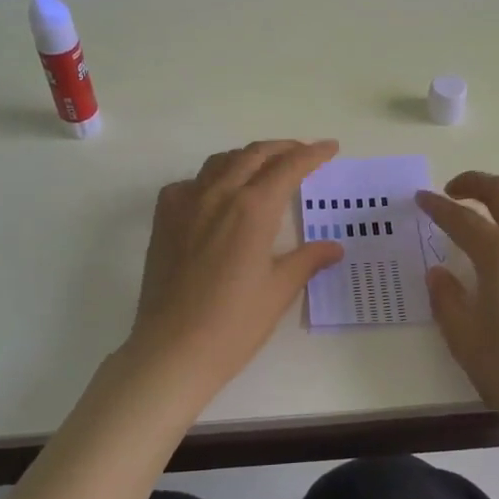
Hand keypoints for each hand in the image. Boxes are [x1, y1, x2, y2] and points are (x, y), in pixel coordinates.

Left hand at [124, 140, 344, 408]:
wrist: (172, 350)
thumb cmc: (234, 324)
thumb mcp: (279, 290)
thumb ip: (307, 260)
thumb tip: (334, 247)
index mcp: (253, 209)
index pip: (289, 167)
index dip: (313, 154)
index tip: (330, 147)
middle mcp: (219, 194)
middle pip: (254, 154)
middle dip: (283, 148)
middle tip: (303, 153)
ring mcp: (186, 204)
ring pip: (221, 162)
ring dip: (248, 157)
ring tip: (264, 167)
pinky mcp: (164, 219)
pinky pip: (190, 183)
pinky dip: (211, 179)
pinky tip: (217, 196)